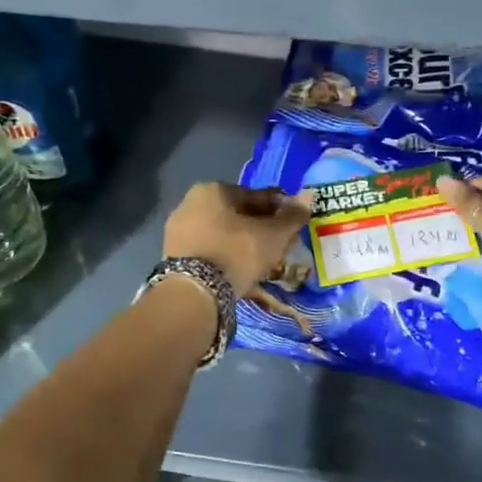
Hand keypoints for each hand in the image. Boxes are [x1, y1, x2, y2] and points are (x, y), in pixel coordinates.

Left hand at [163, 183, 312, 297]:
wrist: (195, 293)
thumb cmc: (237, 252)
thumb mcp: (273, 235)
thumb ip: (292, 216)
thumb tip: (309, 195)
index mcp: (213, 189)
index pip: (256, 196)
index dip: (279, 209)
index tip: (293, 224)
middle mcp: (190, 202)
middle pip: (237, 214)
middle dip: (259, 226)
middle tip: (279, 244)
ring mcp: (178, 229)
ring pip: (222, 232)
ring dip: (243, 242)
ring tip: (261, 260)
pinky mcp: (172, 254)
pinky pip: (208, 248)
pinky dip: (225, 254)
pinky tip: (239, 269)